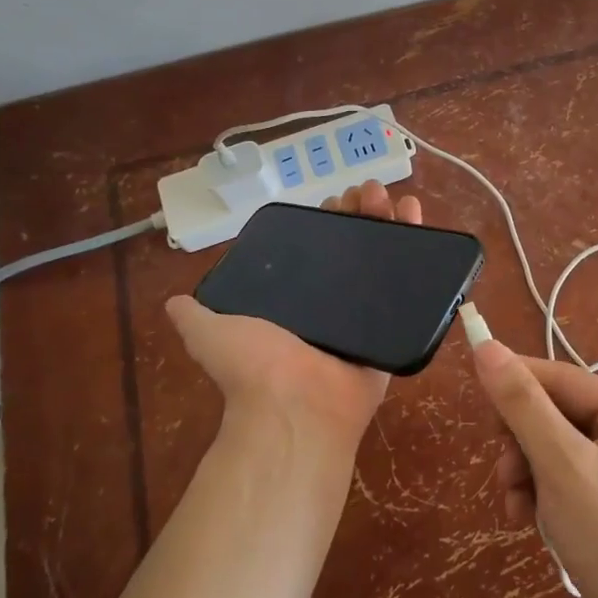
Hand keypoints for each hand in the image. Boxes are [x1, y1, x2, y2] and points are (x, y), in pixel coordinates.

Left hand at [165, 181, 422, 452]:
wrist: (297, 406)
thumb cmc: (256, 366)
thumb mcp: (212, 332)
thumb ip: (195, 315)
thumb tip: (174, 302)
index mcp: (297, 302)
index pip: (316, 249)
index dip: (327, 221)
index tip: (337, 198)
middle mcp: (333, 306)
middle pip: (355, 249)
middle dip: (363, 215)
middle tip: (371, 191)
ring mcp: (367, 317)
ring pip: (386, 261)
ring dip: (393, 224)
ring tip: (398, 198)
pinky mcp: (396, 328)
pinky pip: (414, 289)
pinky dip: (423, 253)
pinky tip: (420, 220)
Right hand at [471, 340, 597, 597]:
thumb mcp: (562, 466)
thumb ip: (522, 404)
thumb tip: (486, 346)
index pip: (561, 378)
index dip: (514, 384)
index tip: (474, 396)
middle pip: (554, 415)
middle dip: (522, 445)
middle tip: (506, 475)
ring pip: (552, 450)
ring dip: (526, 475)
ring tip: (517, 508)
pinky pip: (564, 480)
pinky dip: (542, 496)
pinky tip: (530, 522)